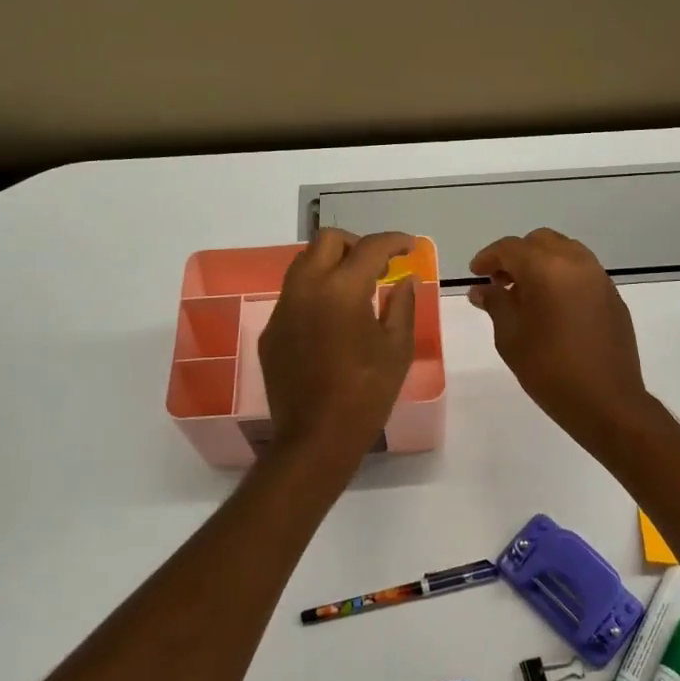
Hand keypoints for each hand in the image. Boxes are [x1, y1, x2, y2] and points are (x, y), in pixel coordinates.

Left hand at [259, 229, 416, 465]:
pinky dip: (315, 292)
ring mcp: (282, 309)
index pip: (369, 247)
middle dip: (356, 245)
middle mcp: (306, 289)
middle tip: (378, 265)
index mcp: (341, 290)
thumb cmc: (367, 394)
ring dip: (331, 263)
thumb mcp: (397, 348)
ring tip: (355, 287)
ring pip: (304, 264)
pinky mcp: (271, 330)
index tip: (409, 247)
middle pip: (327, 241)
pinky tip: (331, 320)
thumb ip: (402, 305)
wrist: (316, 438)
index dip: (394, 241)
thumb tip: (404, 279)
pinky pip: (293, 295)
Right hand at [468, 229, 657, 451]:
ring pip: (564, 251)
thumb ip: (495, 303)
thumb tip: (482, 289)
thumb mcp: (510, 337)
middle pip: (540, 241)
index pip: (511, 248)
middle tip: (500, 282)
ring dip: (541, 263)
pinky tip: (552, 306)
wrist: (607, 402)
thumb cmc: (550, 370)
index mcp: (547, 269)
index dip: (488, 257)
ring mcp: (599, 277)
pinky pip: (582, 271)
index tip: (475, 274)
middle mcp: (576, 263)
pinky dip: (562, 276)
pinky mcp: (613, 295)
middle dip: (516, 256)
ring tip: (526, 294)